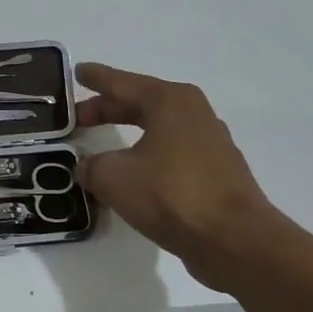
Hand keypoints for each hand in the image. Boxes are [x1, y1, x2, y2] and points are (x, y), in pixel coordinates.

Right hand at [75, 63, 278, 290]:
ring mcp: (209, 143)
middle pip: (141, 103)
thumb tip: (88, 166)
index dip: (97, 78)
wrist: (234, 240)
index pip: (123, 83)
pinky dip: (147, 155)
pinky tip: (133, 173)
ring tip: (103, 145)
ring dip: (129, 133)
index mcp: (170, 102)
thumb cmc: (172, 195)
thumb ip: (93, 166)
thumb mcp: (114, 178)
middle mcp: (194, 113)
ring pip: (158, 128)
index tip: (78, 71)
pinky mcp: (216, 172)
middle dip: (108, 108)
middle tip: (78, 116)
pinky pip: (171, 152)